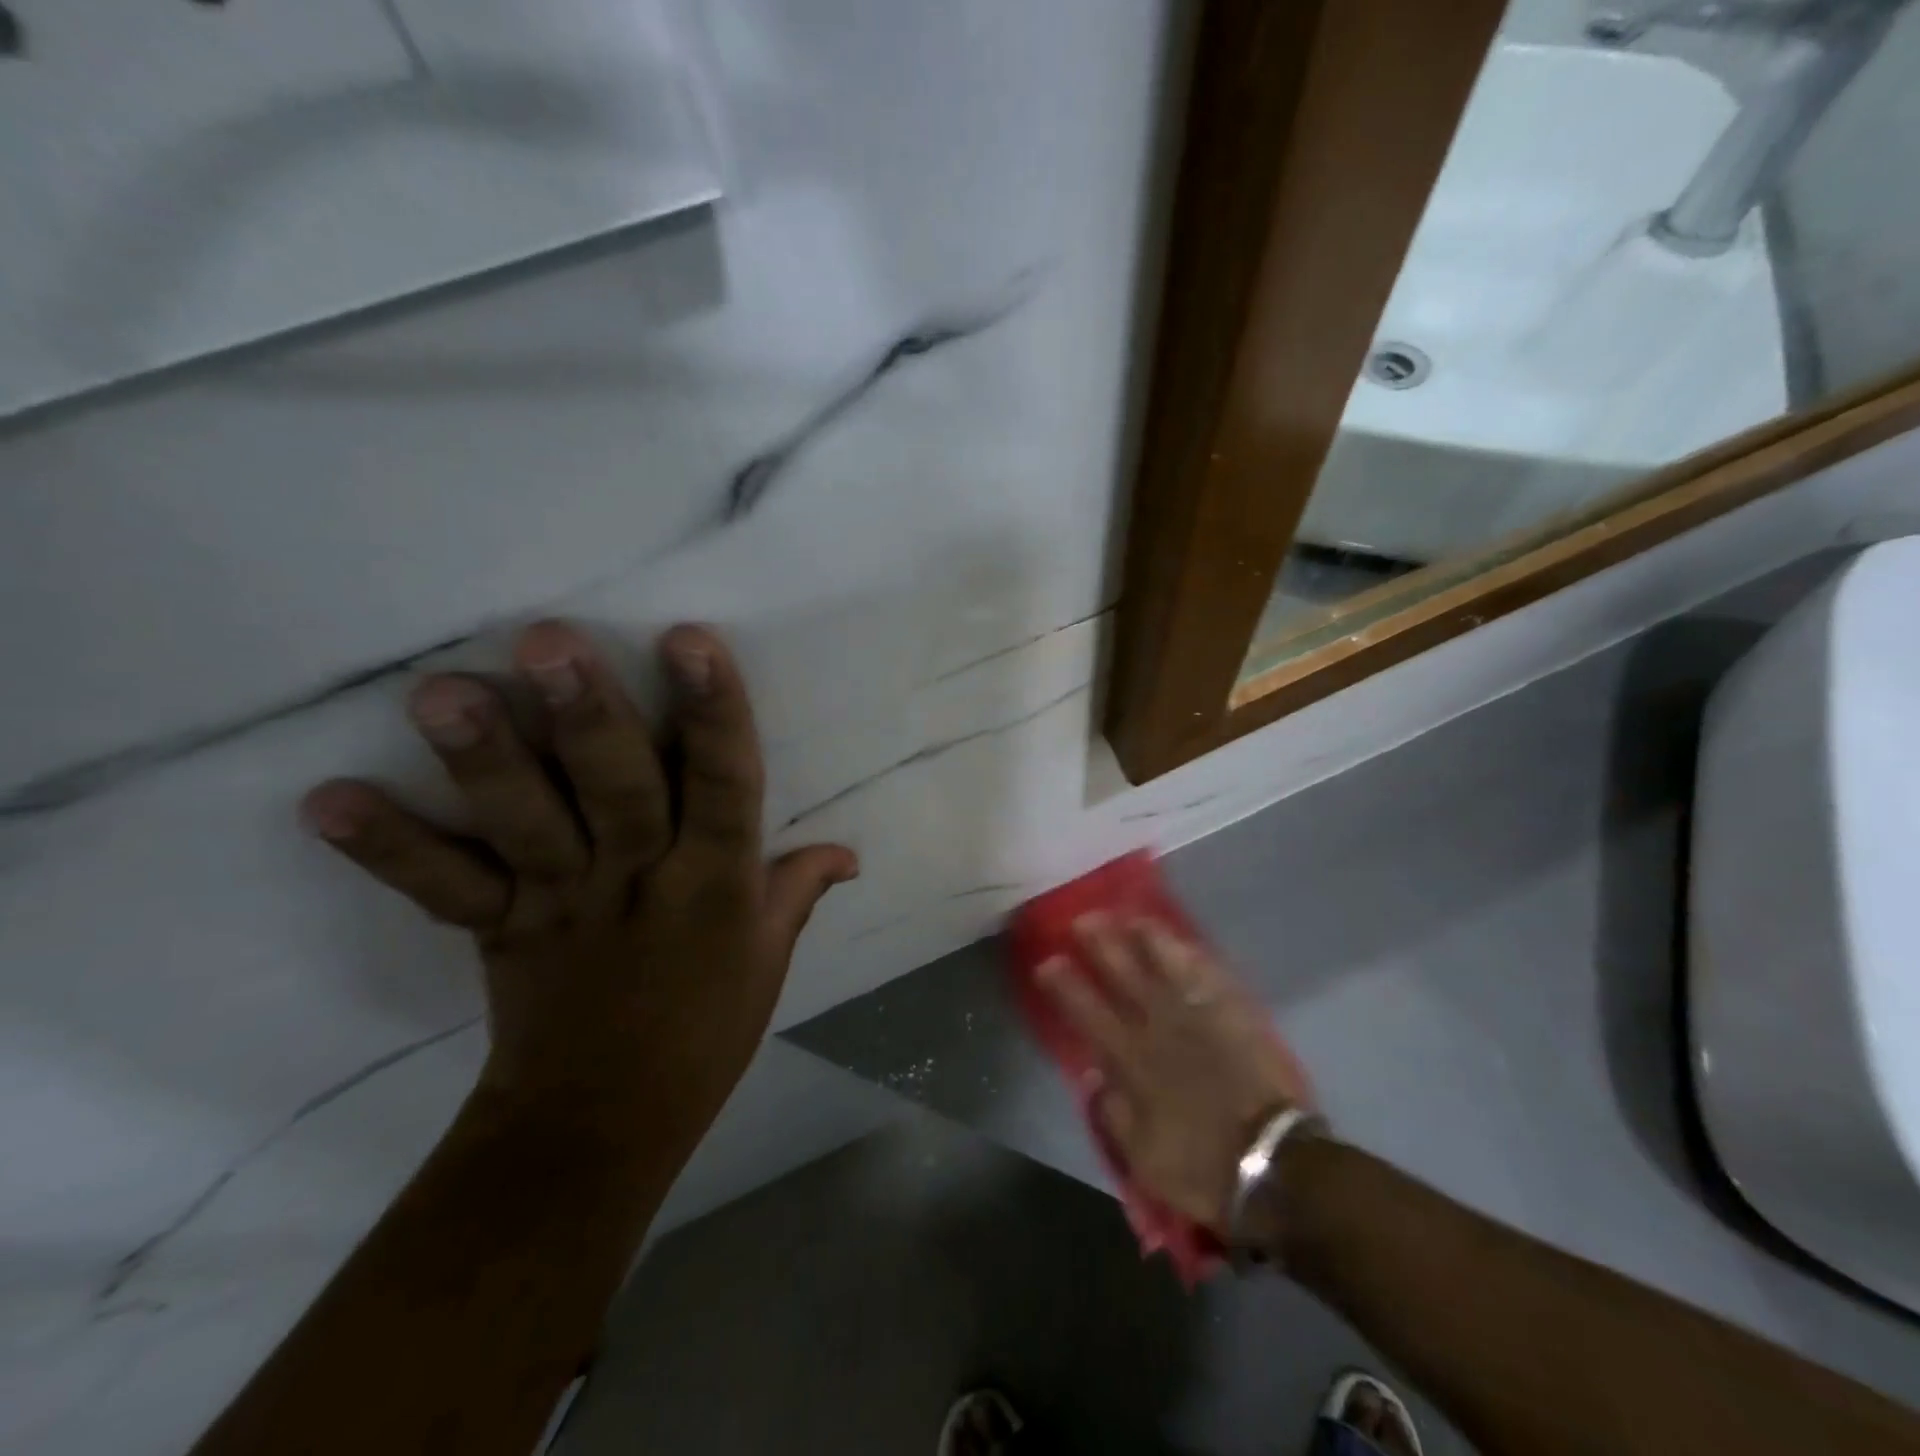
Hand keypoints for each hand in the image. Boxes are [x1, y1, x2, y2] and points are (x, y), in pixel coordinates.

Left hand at [300, 621, 856, 1164]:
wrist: (604, 1124)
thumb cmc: (705, 1031)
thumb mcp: (769, 958)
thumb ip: (798, 890)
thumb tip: (849, 851)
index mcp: (716, 884)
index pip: (728, 787)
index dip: (714, 715)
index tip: (692, 641)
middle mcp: (640, 881)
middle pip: (618, 791)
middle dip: (588, 717)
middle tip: (547, 640)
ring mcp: (562, 904)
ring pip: (528, 827)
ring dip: (485, 762)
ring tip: (440, 693)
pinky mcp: (499, 931)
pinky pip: (445, 889)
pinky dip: (390, 849)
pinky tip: (326, 799)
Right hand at [1038, 916, 1313, 1234]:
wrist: (1274, 1167)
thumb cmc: (1202, 1167)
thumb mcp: (1143, 1158)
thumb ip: (1114, 1113)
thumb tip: (1094, 1075)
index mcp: (1133, 1061)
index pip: (1089, 1013)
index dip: (1067, 985)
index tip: (1048, 961)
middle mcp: (1161, 1028)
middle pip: (1125, 976)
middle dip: (1102, 945)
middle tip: (1084, 919)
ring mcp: (1200, 1018)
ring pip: (1167, 966)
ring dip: (1147, 939)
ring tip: (1131, 918)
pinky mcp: (1235, 1018)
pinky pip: (1210, 978)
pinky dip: (1194, 958)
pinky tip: (1185, 944)